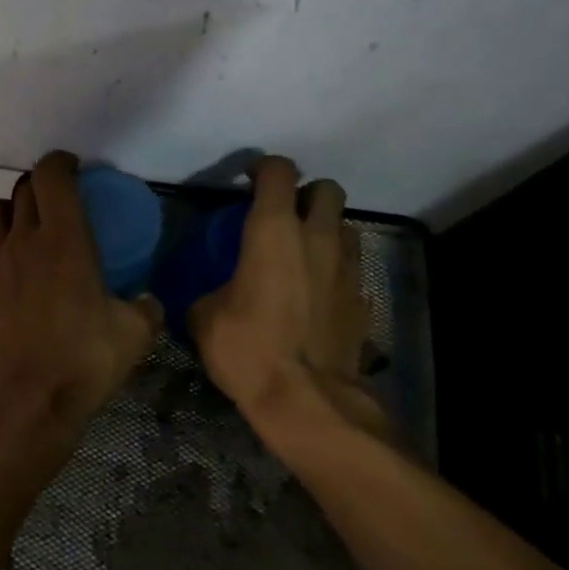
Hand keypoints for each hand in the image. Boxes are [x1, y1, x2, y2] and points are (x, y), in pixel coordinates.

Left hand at [0, 152, 163, 437]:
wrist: (26, 402)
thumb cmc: (84, 360)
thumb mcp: (134, 334)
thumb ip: (145, 308)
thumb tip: (147, 299)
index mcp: (64, 239)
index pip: (52, 175)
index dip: (61, 162)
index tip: (73, 168)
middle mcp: (23, 240)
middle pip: (23, 188)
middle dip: (41, 185)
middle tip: (58, 201)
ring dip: (8, 209)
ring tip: (24, 229)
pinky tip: (12, 274)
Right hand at [189, 155, 389, 438]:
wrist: (307, 400)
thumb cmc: (248, 349)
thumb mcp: (205, 318)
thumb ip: (209, 292)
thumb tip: (210, 296)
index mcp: (274, 230)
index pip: (279, 171)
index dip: (263, 168)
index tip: (248, 183)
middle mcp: (317, 238)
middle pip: (327, 188)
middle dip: (307, 194)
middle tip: (284, 216)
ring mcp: (347, 268)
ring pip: (345, 227)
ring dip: (326, 231)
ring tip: (304, 255)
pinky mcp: (363, 300)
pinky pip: (351, 270)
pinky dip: (335, 272)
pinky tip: (317, 296)